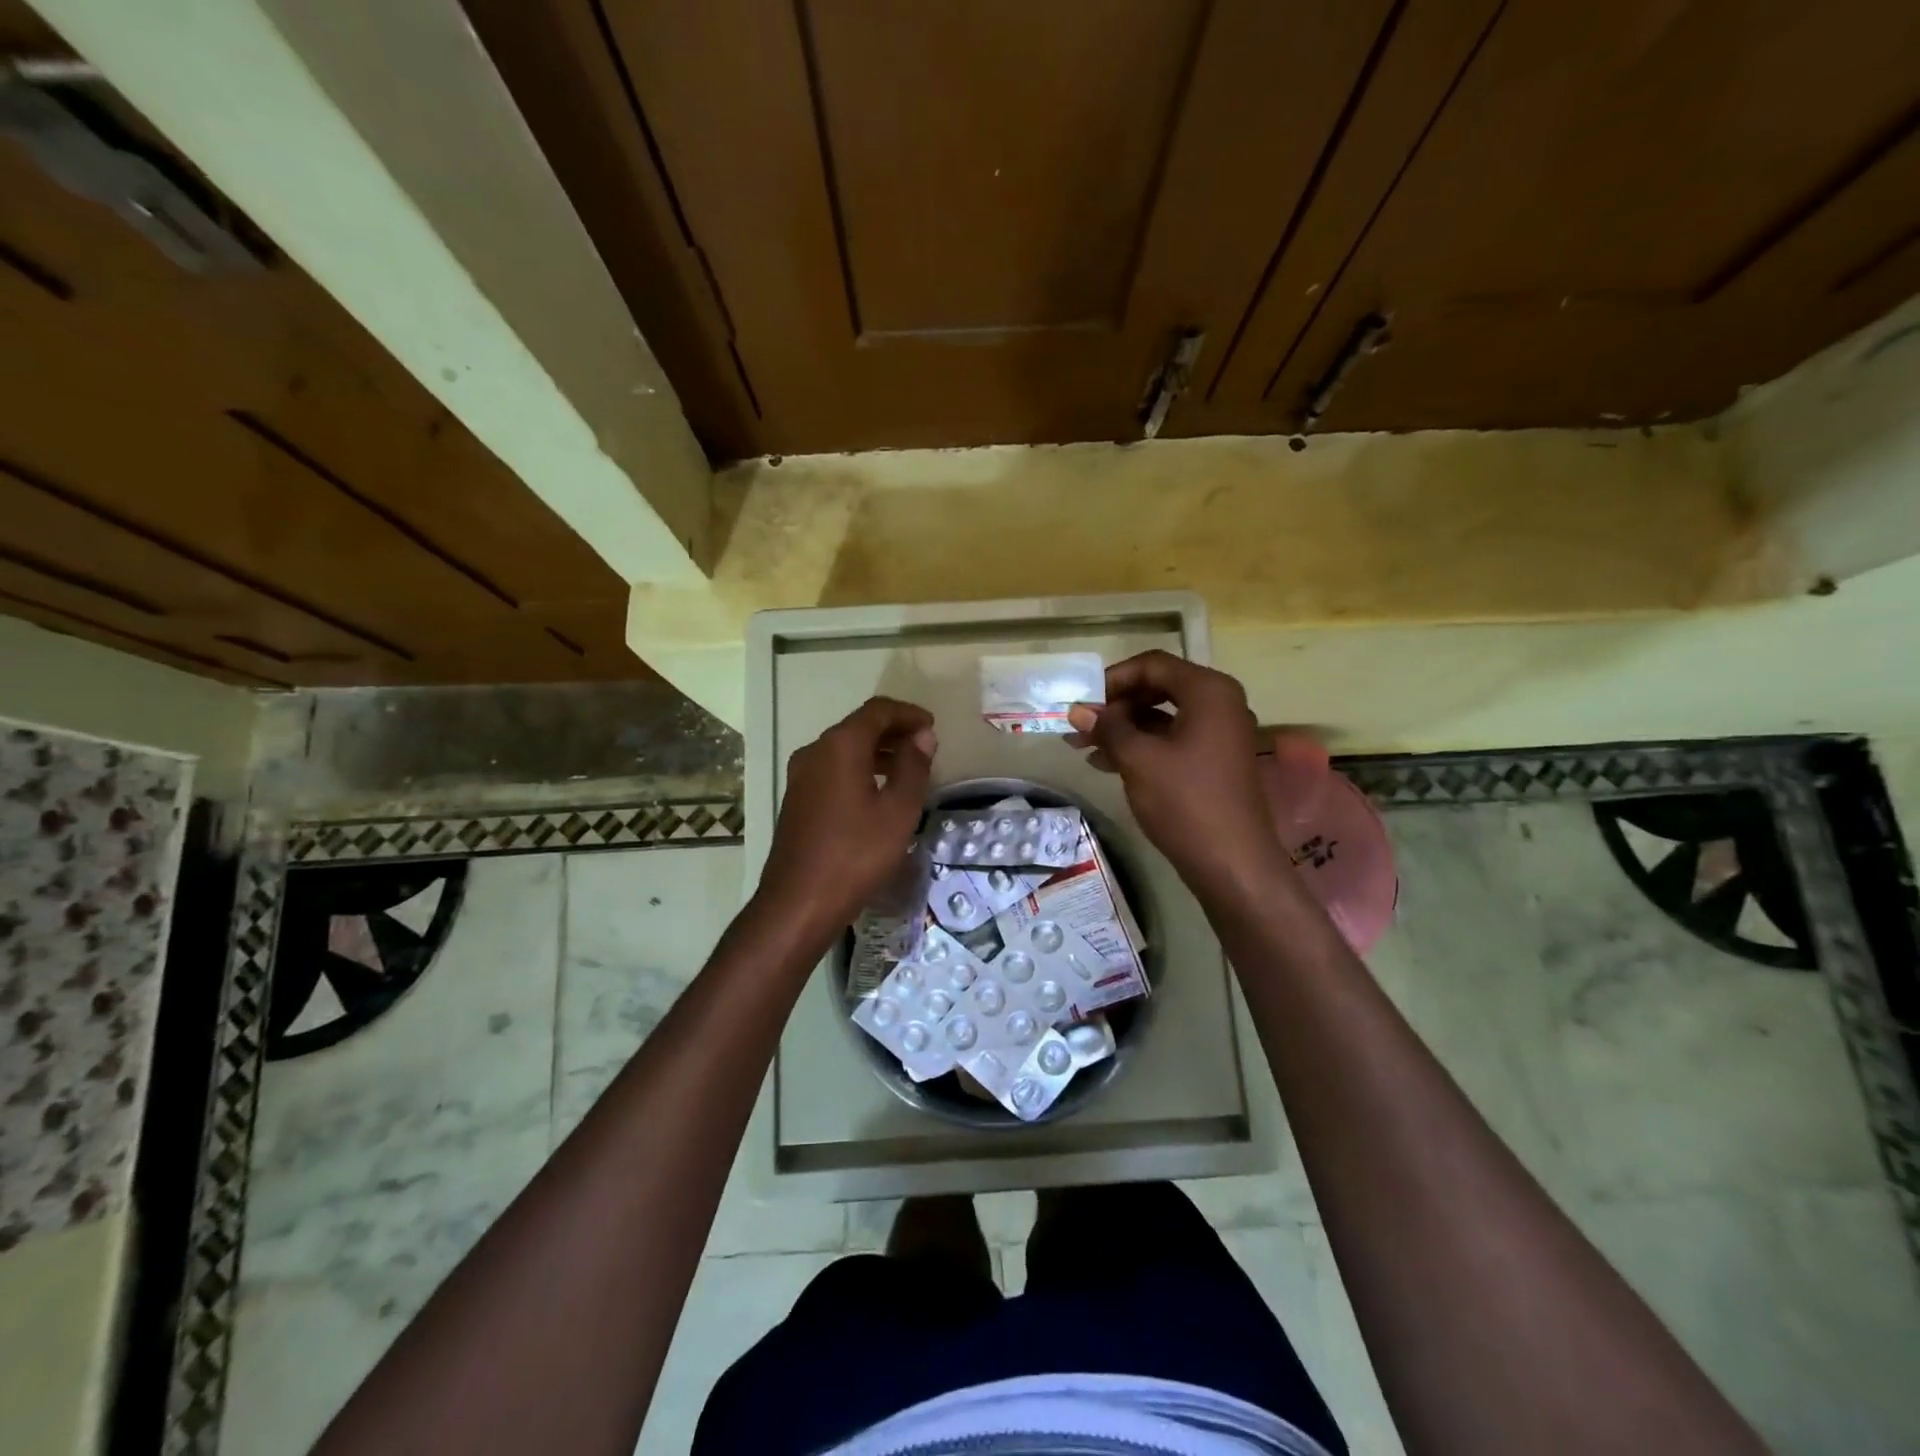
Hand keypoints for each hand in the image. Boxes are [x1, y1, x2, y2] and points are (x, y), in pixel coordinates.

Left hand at [755, 697, 936, 942]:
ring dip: (877, 751)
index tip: (932, 726)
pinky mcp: (798, 798)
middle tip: (925, 746)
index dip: (908, 713)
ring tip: (908, 768)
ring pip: (844, 748)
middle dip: (894, 730)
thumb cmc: (856, 854)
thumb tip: (923, 736)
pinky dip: (860, 768)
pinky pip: (833, 769)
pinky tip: (879, 791)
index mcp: (840, 746)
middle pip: (859, 726)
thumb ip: (914, 767)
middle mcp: (815, 751)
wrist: (799, 902)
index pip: (877, 710)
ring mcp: (801, 775)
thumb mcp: (898, 811)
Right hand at [1066, 651, 1288, 897]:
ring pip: (1162, 717)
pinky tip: (1106, 763)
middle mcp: (1219, 703)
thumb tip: (1077, 710)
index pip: (1153, 664)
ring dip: (1122, 729)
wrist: (1232, 863)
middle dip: (1115, 706)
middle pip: (1158, 688)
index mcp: (1208, 691)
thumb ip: (1108, 728)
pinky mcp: (1214, 760)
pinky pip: (1172, 740)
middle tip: (1079, 725)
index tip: (1082, 701)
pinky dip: (1141, 746)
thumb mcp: (1138, 759)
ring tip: (1082, 747)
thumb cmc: (1185, 801)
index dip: (1113, 679)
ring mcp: (1219, 733)